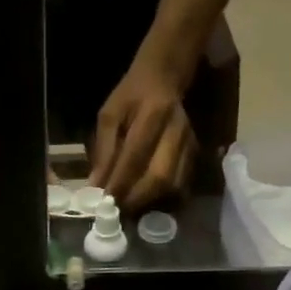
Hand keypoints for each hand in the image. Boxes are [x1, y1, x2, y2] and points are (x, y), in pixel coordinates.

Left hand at [91, 56, 196, 209]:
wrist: (164, 77)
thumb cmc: (132, 96)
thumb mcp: (110, 115)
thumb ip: (103, 151)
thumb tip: (96, 187)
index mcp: (153, 113)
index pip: (136, 156)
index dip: (120, 183)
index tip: (105, 202)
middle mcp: (176, 130)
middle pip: (160, 177)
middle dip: (137, 199)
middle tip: (118, 211)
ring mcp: (189, 143)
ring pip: (173, 185)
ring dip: (150, 202)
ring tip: (130, 209)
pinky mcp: (194, 154)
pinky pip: (181, 185)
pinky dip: (163, 199)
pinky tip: (147, 201)